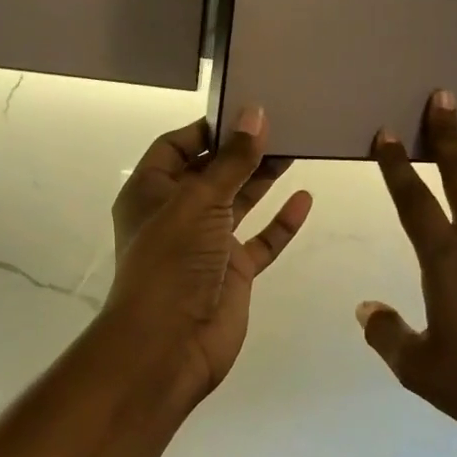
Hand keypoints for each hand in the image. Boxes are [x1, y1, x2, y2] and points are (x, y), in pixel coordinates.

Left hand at [106, 109, 310, 404]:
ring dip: (263, 179)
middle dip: (242, 150)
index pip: (176, 146)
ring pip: (239, 202)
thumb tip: (255, 113)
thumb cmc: (172, 261)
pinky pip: (261, 240)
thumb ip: (232, 160)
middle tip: (281, 123)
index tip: (245, 112)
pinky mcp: (233, 270)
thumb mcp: (199, 200)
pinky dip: (281, 222)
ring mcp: (207, 243)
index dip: (207, 129)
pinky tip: (305, 199)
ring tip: (297, 148)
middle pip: (212, 171)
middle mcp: (177, 213)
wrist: (169, 345)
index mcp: (151, 191)